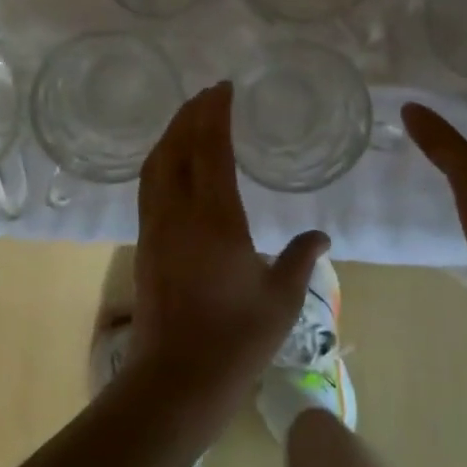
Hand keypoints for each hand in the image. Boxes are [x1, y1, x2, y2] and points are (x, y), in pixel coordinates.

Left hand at [130, 82, 327, 412]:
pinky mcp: (144, 243)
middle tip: (209, 93)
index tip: (224, 88)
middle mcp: (179, 212)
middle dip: (191, 114)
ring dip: (171, 133)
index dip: (215, 114)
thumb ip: (301, 258)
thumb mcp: (281, 298)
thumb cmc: (236, 338)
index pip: (210, 148)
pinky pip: (149, 184)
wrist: (177, 378)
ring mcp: (155, 226)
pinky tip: (172, 161)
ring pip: (156, 164)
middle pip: (177, 147)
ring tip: (189, 116)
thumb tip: (322, 235)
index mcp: (215, 217)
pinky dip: (161, 159)